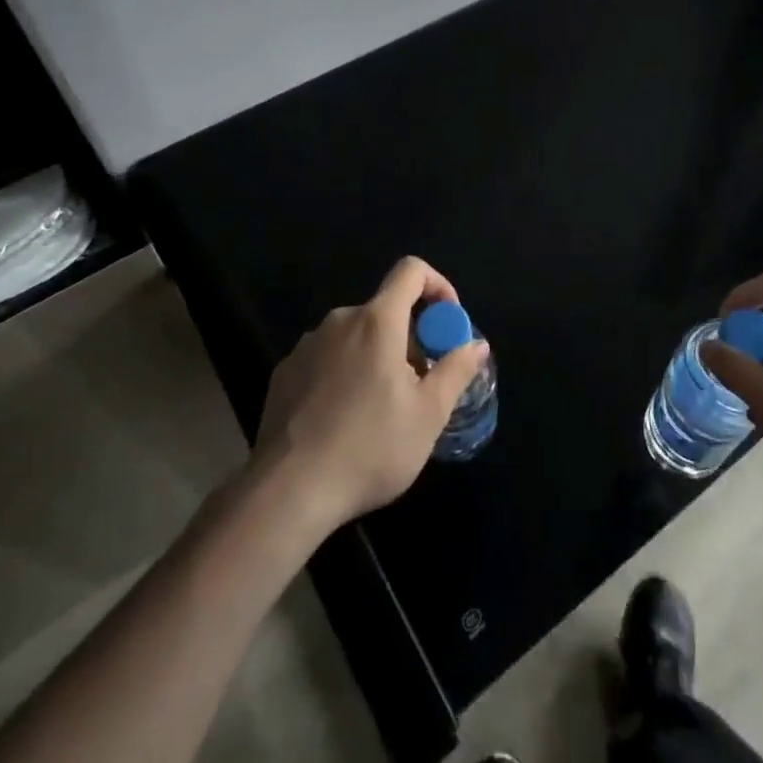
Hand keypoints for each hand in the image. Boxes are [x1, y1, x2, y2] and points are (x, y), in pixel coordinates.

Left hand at [251, 256, 487, 535]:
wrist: (288, 491)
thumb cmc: (369, 448)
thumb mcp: (428, 415)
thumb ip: (456, 371)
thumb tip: (477, 344)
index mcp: (377, 321)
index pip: (411, 270)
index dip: (438, 286)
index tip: (446, 325)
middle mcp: (340, 321)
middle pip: (385, 309)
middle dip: (410, 337)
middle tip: (420, 383)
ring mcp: (307, 345)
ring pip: (356, 336)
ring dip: (377, 356)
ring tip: (383, 408)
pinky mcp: (285, 372)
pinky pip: (327, 358)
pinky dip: (346, 373)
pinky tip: (344, 419)